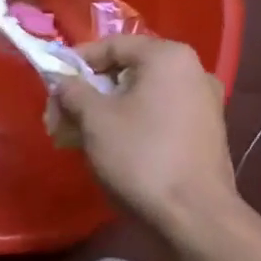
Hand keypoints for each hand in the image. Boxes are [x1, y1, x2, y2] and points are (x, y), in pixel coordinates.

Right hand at [49, 34, 240, 234]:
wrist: (195, 215)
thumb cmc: (141, 157)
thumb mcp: (95, 120)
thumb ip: (73, 91)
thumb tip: (62, 81)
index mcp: (168, 57)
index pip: (112, 45)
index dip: (77, 62)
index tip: (53, 85)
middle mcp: (193, 70)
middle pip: (127, 71)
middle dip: (89, 93)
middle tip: (61, 118)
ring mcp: (204, 103)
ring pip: (142, 96)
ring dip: (107, 111)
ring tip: (80, 138)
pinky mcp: (206, 132)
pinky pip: (160, 115)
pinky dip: (132, 124)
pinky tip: (112, 149)